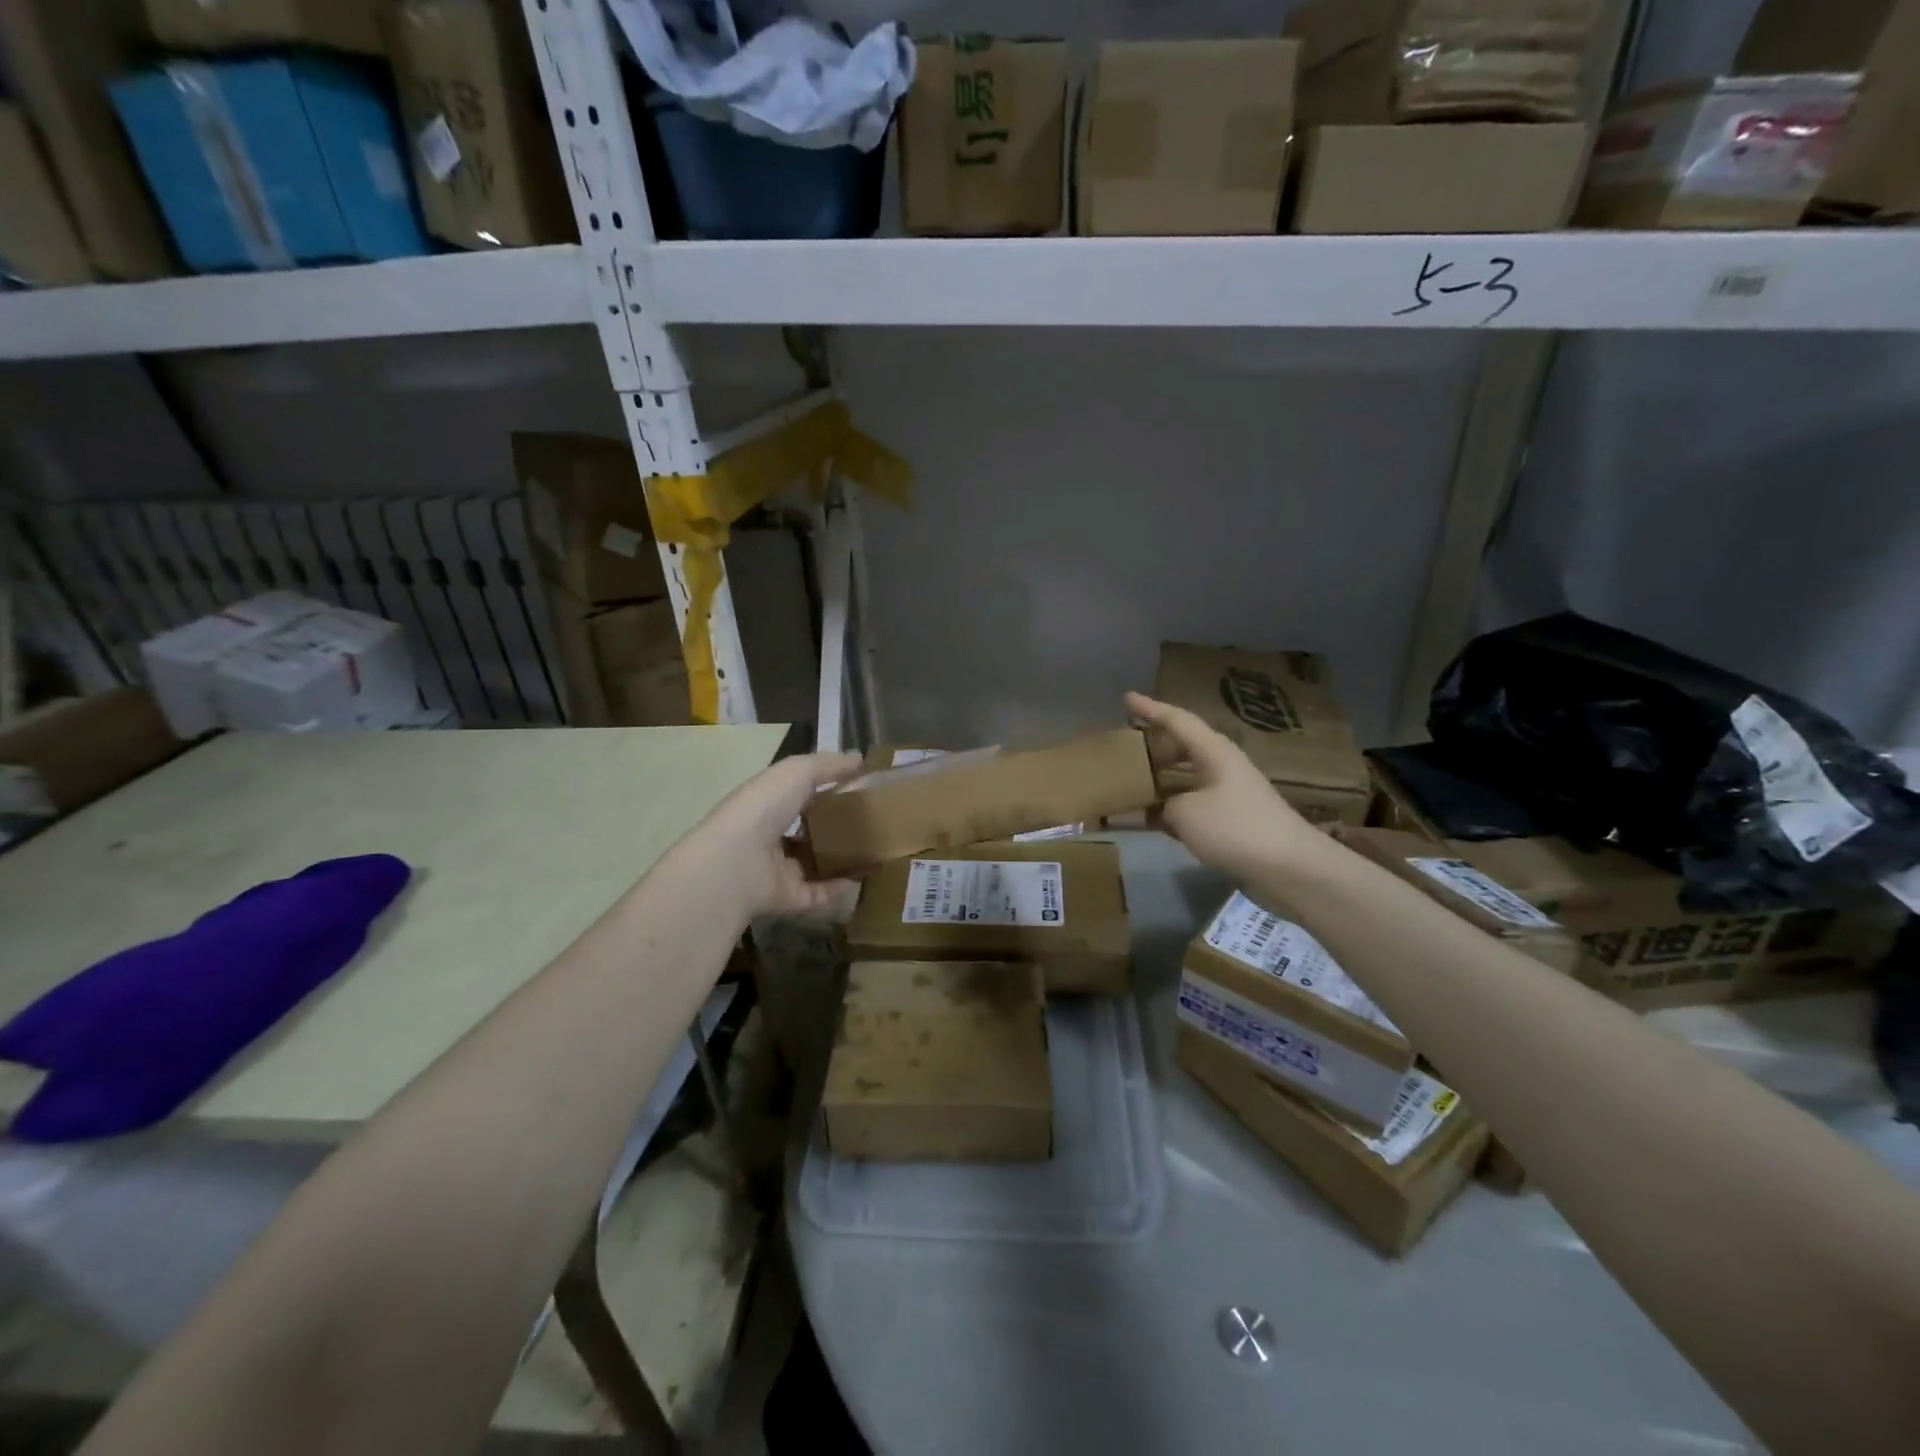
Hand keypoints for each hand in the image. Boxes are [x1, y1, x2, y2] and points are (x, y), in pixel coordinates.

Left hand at [694, 750, 863, 918]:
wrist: (735, 863)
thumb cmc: (763, 808)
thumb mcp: (797, 772)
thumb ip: (828, 765)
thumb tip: (859, 758)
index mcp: (768, 802)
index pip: (798, 793)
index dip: (825, 788)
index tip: (860, 787)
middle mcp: (770, 835)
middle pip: (808, 830)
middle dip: (835, 826)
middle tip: (873, 822)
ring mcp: (777, 869)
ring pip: (813, 863)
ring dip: (839, 858)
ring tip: (873, 851)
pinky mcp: (787, 897)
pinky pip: (818, 894)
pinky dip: (838, 888)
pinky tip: (862, 878)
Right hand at [1126, 692, 1325, 882]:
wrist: (1290, 867)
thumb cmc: (1236, 828)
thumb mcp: (1186, 813)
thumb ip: (1164, 805)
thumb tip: (1164, 809)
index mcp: (1214, 751)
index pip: (1177, 720)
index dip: (1151, 708)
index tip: (1127, 698)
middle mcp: (1223, 765)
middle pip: (1183, 746)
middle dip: (1155, 746)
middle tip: (1126, 750)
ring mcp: (1231, 793)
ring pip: (1187, 776)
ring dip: (1162, 779)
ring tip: (1134, 783)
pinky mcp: (1234, 819)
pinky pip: (1194, 802)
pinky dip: (1174, 806)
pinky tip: (1156, 819)